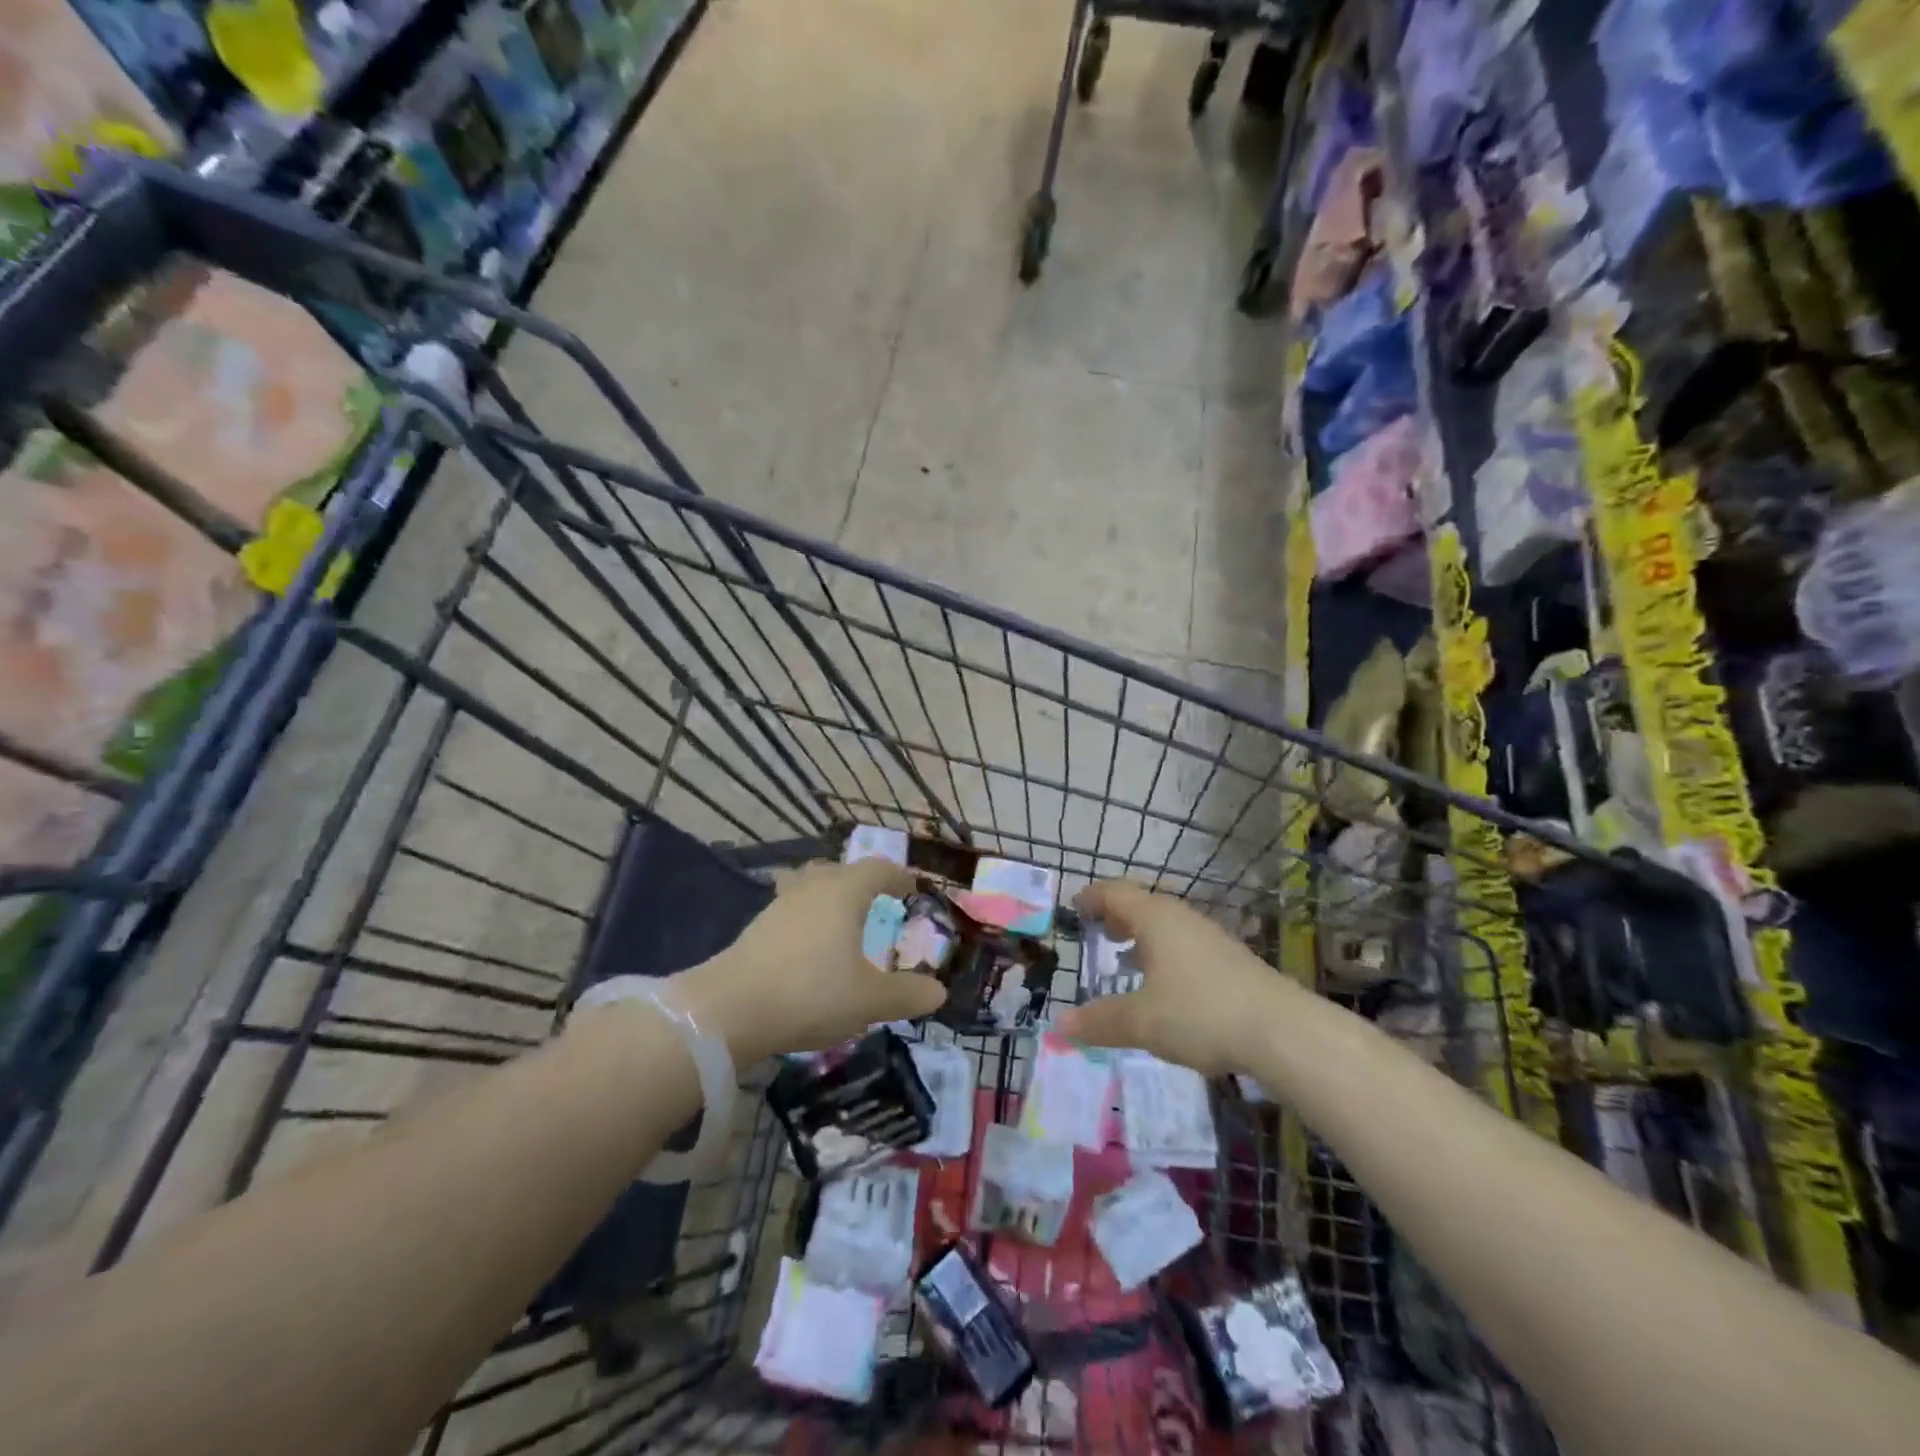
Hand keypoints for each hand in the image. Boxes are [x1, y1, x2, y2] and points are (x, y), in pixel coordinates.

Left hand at [668, 859, 946, 1061]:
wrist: (728, 1010)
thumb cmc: (810, 993)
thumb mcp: (869, 1000)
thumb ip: (907, 994)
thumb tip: (938, 993)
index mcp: (844, 892)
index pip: (879, 869)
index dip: (899, 876)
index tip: (912, 889)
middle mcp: (812, 888)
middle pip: (842, 871)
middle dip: (863, 883)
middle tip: (878, 903)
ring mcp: (780, 905)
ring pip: (812, 887)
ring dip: (832, 899)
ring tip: (844, 924)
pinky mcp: (757, 928)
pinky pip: (793, 910)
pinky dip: (809, 919)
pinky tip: (810, 948)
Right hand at [1054, 879, 1287, 1075]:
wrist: (1283, 1031)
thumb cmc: (1201, 1013)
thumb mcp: (1142, 1022)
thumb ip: (1100, 1021)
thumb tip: (1060, 1027)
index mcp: (1155, 919)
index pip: (1115, 893)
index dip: (1092, 897)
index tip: (1075, 907)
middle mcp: (1182, 918)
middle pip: (1142, 905)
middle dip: (1117, 916)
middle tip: (1099, 932)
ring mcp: (1210, 937)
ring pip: (1167, 926)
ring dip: (1143, 937)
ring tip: (1127, 959)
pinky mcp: (1231, 960)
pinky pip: (1185, 944)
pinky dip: (1165, 954)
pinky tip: (1167, 985)